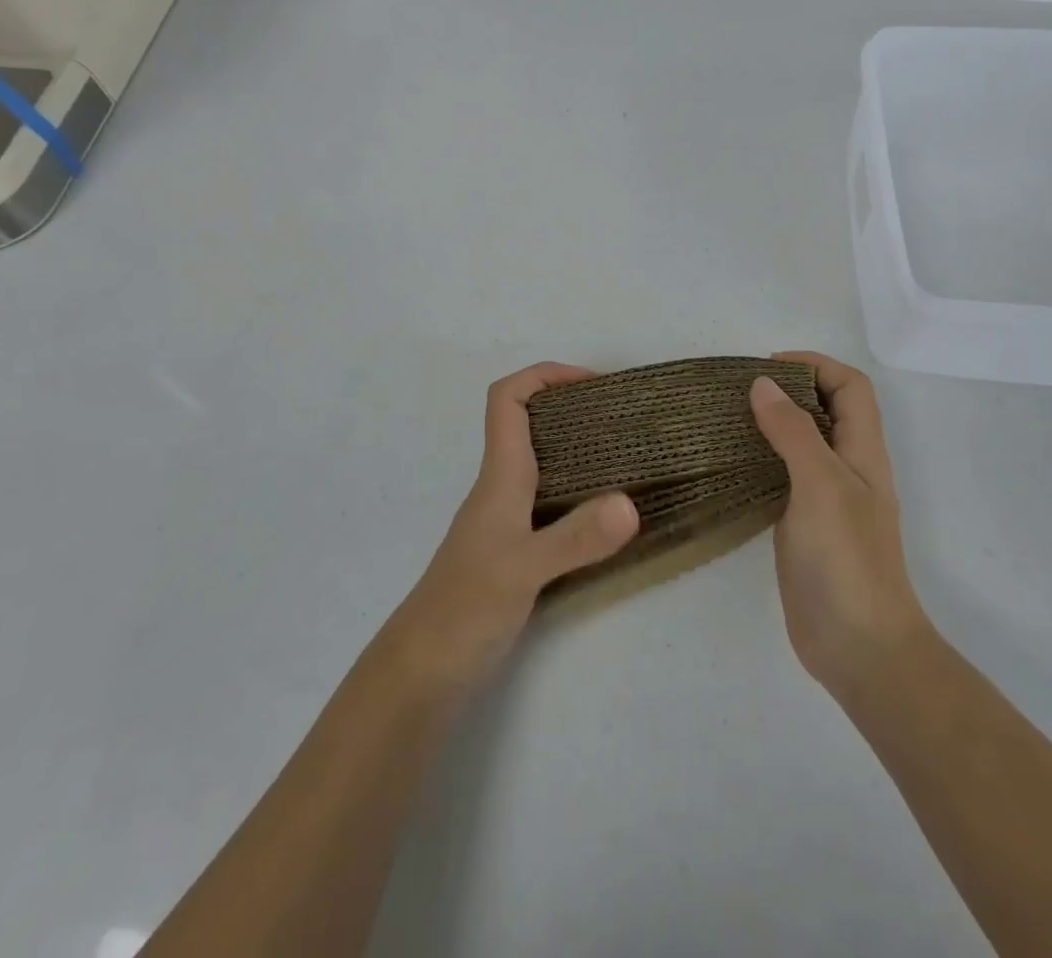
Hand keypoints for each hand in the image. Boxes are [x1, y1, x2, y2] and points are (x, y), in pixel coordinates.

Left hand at [386, 363, 639, 696]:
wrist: (420, 675)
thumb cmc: (463, 610)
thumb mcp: (523, 570)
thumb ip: (576, 538)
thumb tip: (630, 503)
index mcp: (500, 477)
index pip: (508, 400)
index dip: (544, 375)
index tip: (593, 382)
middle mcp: (501, 489)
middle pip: (528, 424)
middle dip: (572, 408)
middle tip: (624, 419)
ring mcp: (505, 522)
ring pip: (540, 463)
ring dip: (579, 450)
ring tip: (627, 458)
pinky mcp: (513, 552)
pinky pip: (550, 502)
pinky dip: (579, 493)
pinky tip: (606, 515)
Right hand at [751, 352, 928, 696]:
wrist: (859, 648)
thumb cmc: (847, 559)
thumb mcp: (822, 485)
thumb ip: (794, 432)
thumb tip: (762, 384)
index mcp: (862, 452)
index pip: (851, 387)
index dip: (816, 366)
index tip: (768, 366)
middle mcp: (847, 468)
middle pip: (826, 410)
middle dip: (789, 389)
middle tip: (739, 390)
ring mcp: (825, 499)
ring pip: (801, 443)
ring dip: (772, 423)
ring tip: (727, 419)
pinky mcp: (802, 525)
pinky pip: (782, 477)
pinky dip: (759, 460)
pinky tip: (729, 464)